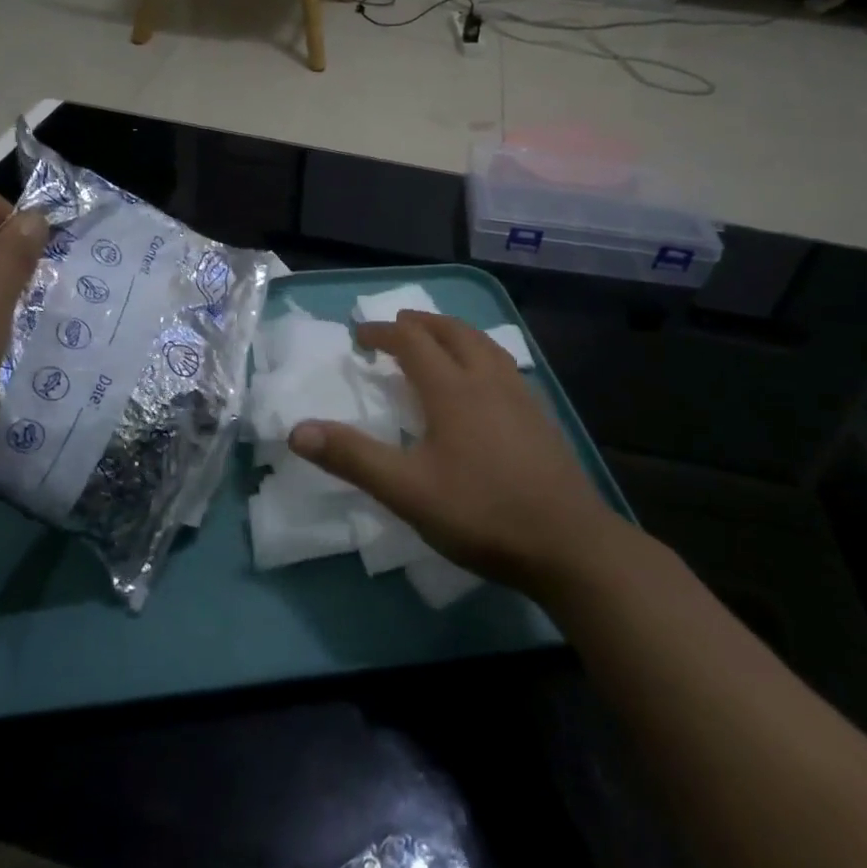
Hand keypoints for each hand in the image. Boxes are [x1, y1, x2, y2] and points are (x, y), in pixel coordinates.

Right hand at [289, 312, 622, 598]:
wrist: (569, 545)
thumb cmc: (481, 513)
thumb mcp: (406, 491)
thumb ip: (353, 457)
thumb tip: (297, 431)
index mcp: (452, 389)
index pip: (412, 342)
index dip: (383, 332)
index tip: (360, 335)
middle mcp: (487, 379)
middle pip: (452, 332)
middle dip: (420, 323)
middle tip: (397, 324)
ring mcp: (520, 395)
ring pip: (483, 344)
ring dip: (453, 332)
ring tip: (438, 338)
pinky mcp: (540, 416)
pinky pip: (503, 364)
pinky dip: (480, 353)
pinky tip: (483, 380)